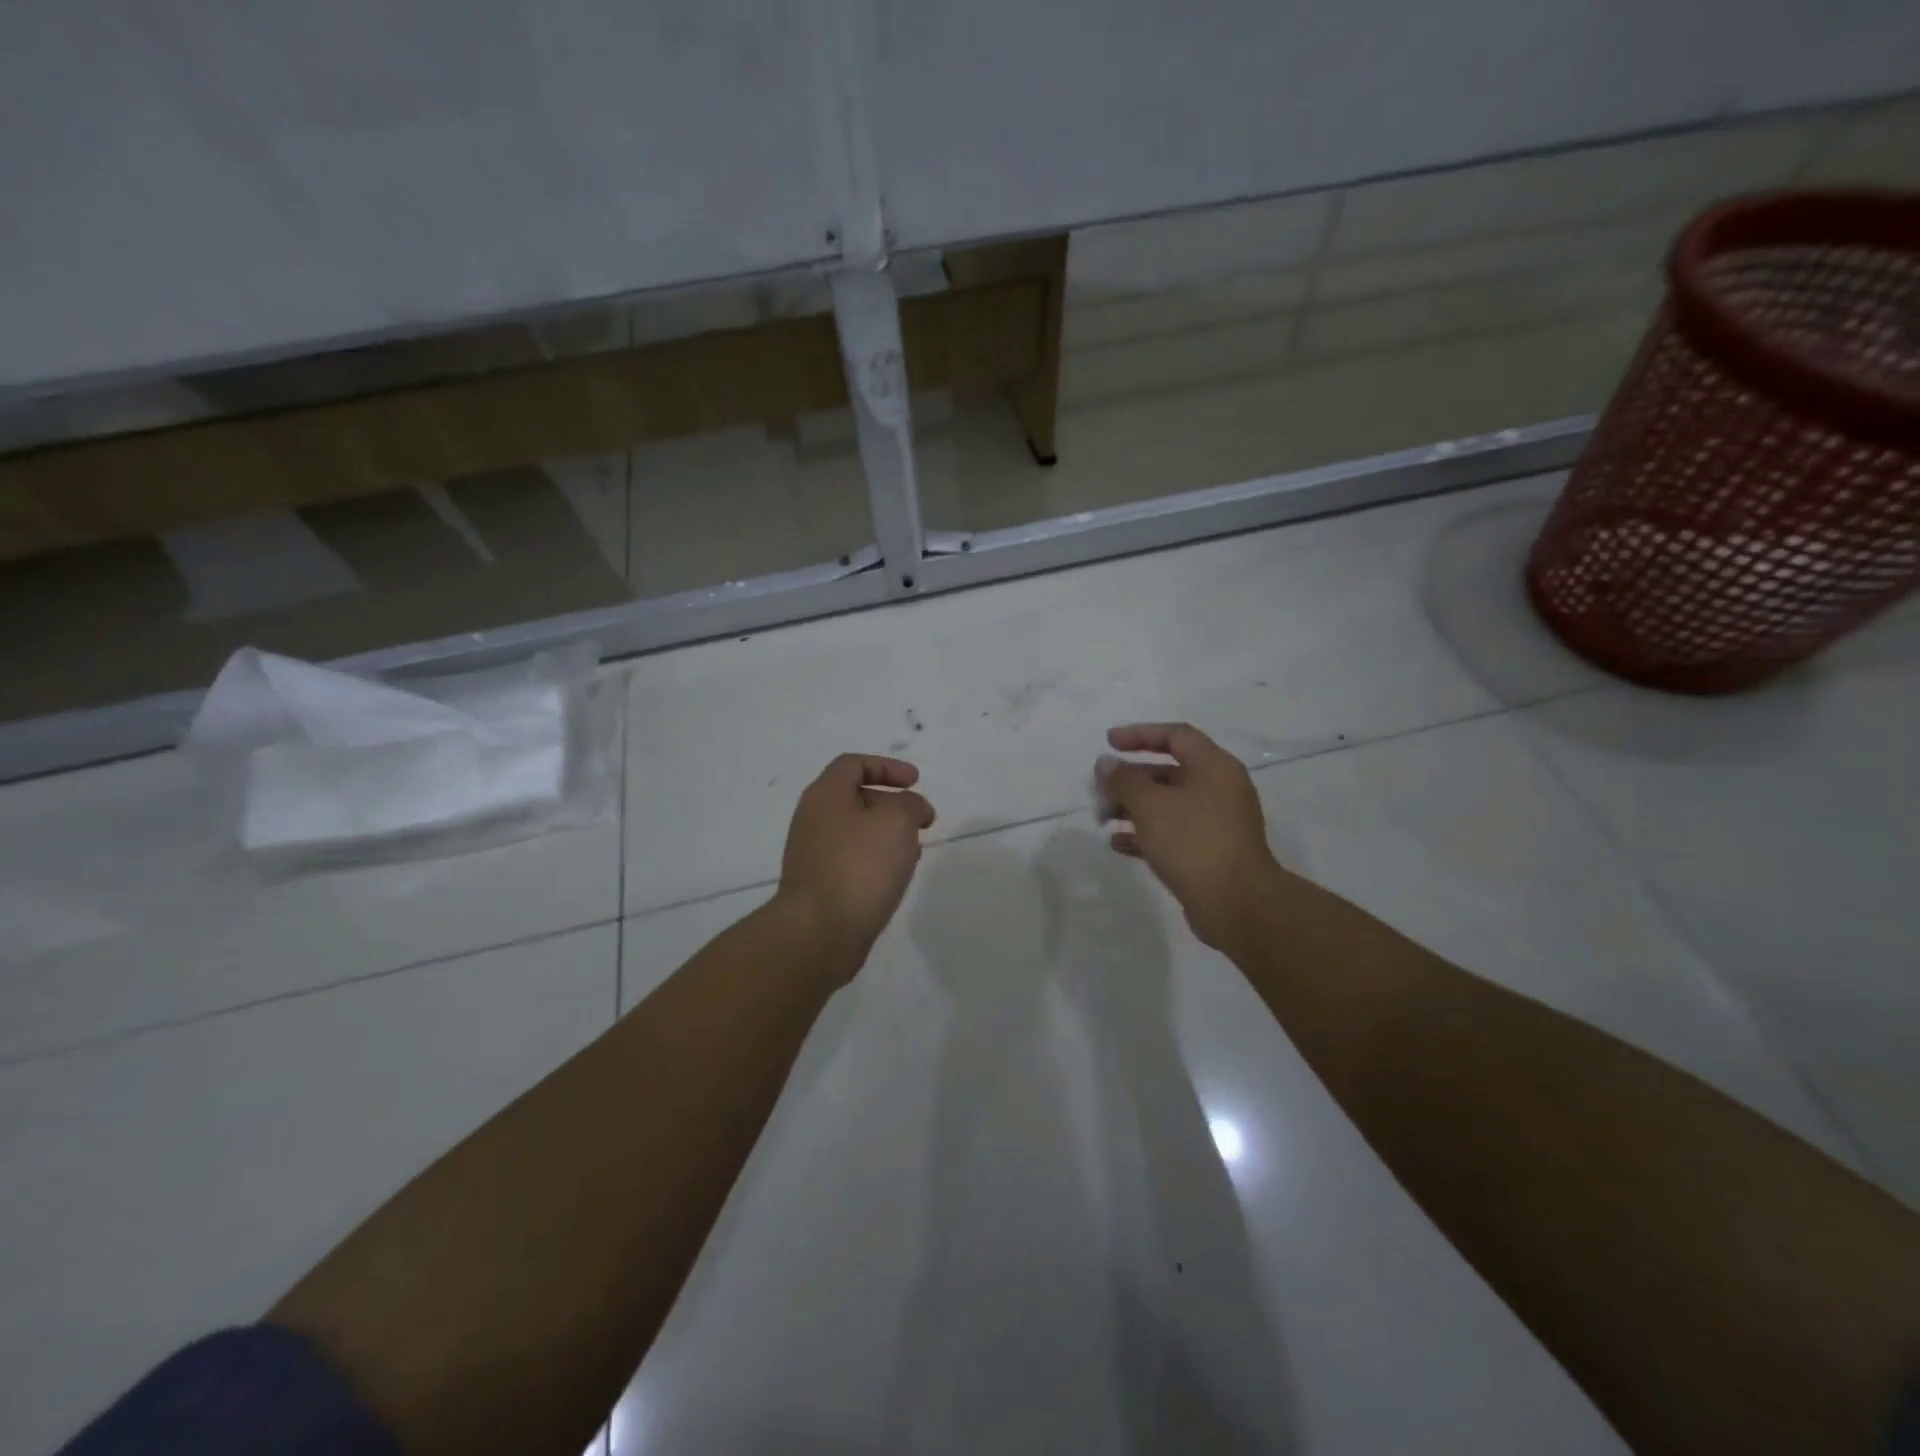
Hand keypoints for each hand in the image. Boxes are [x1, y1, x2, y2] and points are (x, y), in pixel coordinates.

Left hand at [777, 753, 935, 981]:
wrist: (819, 932)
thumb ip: (910, 804)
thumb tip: (912, 808)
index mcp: (825, 795)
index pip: (854, 764)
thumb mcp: (897, 821)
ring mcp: (813, 854)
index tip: (916, 782)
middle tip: (921, 821)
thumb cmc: (859, 866)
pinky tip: (895, 879)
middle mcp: (813, 820)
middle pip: (856, 798)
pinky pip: (853, 861)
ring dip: (888, 835)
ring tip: (913, 853)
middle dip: (893, 804)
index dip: (887, 767)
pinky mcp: (820, 885)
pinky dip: (877, 861)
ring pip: (857, 832)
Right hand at [1101, 723, 1281, 950]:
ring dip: (1133, 807)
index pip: (1176, 736)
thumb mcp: (1151, 805)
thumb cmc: (1193, 842)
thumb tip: (1106, 764)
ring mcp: (1216, 823)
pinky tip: (1118, 844)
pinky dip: (1145, 834)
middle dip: (1129, 778)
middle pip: (1168, 771)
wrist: (1236, 904)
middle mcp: (1219, 789)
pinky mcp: (1209, 852)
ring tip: (1102, 818)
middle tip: (1098, 789)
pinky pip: (1172, 833)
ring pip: (1167, 804)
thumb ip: (1124, 780)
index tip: (1108, 742)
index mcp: (1214, 767)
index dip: (1140, 734)